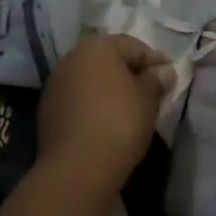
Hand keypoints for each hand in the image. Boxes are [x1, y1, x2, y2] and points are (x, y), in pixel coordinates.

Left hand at [37, 33, 173, 195]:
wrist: (76, 169)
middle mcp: (73, 56)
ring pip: (91, 80)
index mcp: (97, 45)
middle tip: (149, 95)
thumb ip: (156, 80)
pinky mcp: (47, 110)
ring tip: (127, 112)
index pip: (133, 46)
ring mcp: (56, 83)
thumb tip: (164, 71)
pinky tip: (104, 125)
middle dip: (129, 74)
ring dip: (108, 90)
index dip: (153, 62)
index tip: (168, 80)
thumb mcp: (147, 100)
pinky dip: (92, 107)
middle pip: (109, 60)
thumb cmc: (119, 123)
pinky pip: (77, 100)